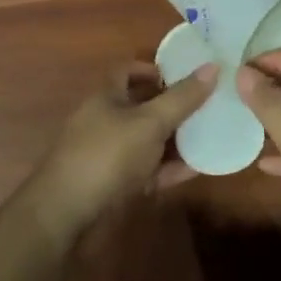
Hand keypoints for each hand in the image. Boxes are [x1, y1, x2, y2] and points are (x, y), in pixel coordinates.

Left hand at [27, 61, 215, 242]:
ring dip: (174, 140)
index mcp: (106, 97)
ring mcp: (109, 155)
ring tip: (209, 136)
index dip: (153, 69)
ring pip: (146, 141)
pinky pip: (147, 171)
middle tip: (207, 106)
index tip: (184, 75)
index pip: (127, 70)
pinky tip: (195, 170)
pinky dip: (168, 169)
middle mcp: (105, 121)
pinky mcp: (115, 185)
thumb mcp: (150, 122)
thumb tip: (213, 66)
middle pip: (141, 106)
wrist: (67, 214)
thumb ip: (182, 98)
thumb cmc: (107, 155)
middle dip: (171, 106)